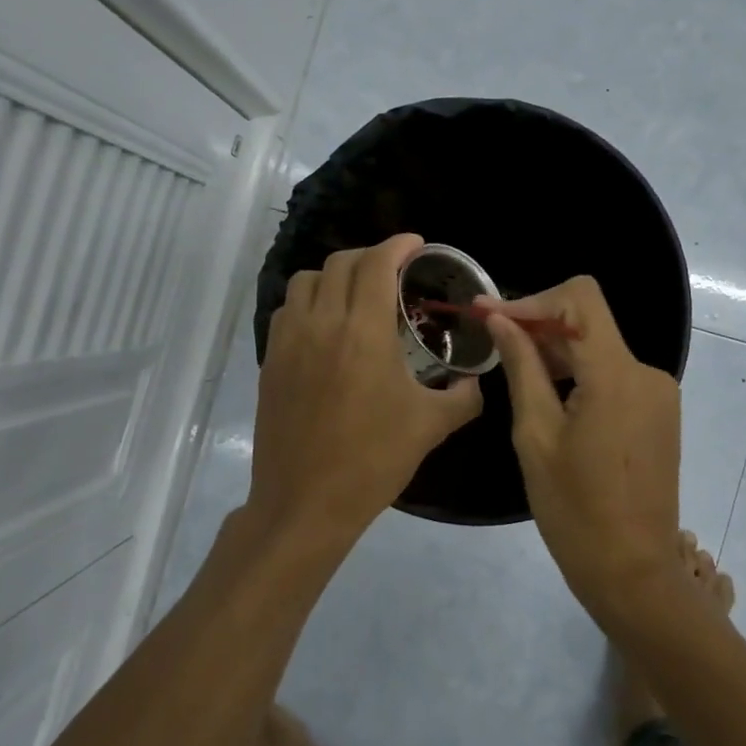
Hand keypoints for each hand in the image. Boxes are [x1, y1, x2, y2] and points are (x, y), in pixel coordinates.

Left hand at [245, 234, 482, 548]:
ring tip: (356, 294)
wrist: (306, 502)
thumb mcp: (431, 426)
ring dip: (335, 275)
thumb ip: (463, 396)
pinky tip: (326, 325)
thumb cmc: (373, 460)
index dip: (398, 244)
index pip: (376, 263)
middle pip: (341, 262)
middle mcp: (322, 323)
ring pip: (307, 280)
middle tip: (393, 271)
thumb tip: (474, 379)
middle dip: (370, 256)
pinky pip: (288, 309)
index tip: (416, 244)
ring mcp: (289, 340)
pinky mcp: (271, 360)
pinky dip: (309, 301)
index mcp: (363, 332)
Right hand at [480, 278, 681, 621]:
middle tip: (492, 342)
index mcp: (616, 375)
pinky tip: (552, 399)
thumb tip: (500, 320)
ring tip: (517, 374)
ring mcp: (658, 393)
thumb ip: (521, 367)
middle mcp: (645, 372)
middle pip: (589, 321)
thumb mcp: (535, 435)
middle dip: (539, 325)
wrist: (633, 572)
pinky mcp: (659, 412)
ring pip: (600, 347)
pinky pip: (614, 374)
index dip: (533, 299)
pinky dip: (580, 374)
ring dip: (558, 351)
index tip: (492, 317)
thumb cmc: (574, 509)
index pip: (580, 298)